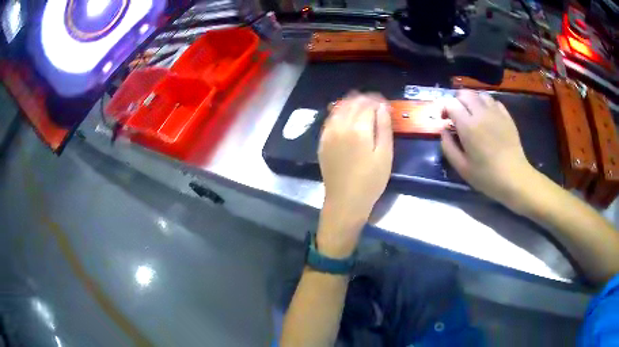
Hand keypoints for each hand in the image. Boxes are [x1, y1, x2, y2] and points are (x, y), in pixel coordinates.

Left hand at [317, 93, 392, 257]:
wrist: (345, 201)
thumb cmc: (371, 180)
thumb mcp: (385, 155)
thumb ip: (384, 127)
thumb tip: (383, 107)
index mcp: (358, 129)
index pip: (367, 104)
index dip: (377, 100)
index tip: (384, 101)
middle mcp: (340, 126)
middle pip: (352, 103)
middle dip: (364, 99)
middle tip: (375, 102)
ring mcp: (328, 133)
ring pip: (339, 108)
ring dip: (351, 103)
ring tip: (362, 105)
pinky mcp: (322, 141)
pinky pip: (330, 119)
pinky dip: (340, 112)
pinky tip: (346, 116)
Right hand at [441, 90, 539, 209]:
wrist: (514, 178)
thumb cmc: (487, 176)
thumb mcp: (461, 167)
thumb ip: (448, 147)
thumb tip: (444, 130)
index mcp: (468, 126)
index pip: (451, 104)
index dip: (445, 108)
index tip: (445, 119)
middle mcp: (481, 113)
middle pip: (465, 94)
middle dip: (457, 101)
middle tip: (457, 115)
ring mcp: (496, 113)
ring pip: (480, 94)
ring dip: (473, 100)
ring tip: (473, 113)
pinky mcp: (506, 116)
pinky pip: (494, 101)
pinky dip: (487, 104)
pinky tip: (487, 116)